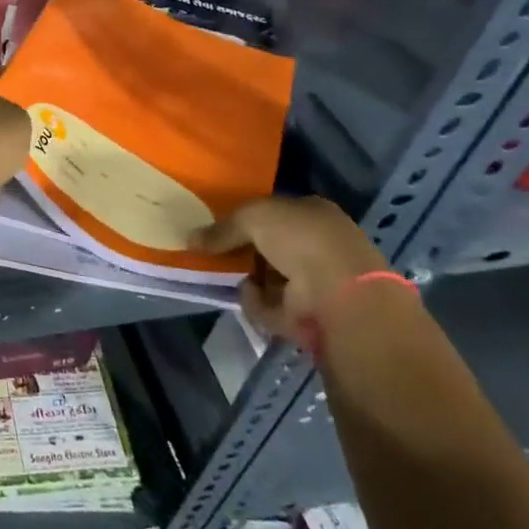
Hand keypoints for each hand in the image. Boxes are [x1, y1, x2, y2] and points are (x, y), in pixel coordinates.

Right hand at [207, 195, 385, 341]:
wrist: (338, 293)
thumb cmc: (301, 238)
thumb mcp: (253, 217)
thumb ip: (222, 228)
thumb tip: (190, 238)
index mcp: (314, 214)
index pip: (276, 212)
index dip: (248, 217)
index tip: (219, 224)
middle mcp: (318, 246)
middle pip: (270, 246)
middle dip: (243, 250)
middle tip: (213, 251)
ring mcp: (316, 283)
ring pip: (268, 277)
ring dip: (247, 278)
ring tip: (224, 274)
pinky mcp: (307, 316)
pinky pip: (269, 306)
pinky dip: (256, 302)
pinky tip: (249, 294)